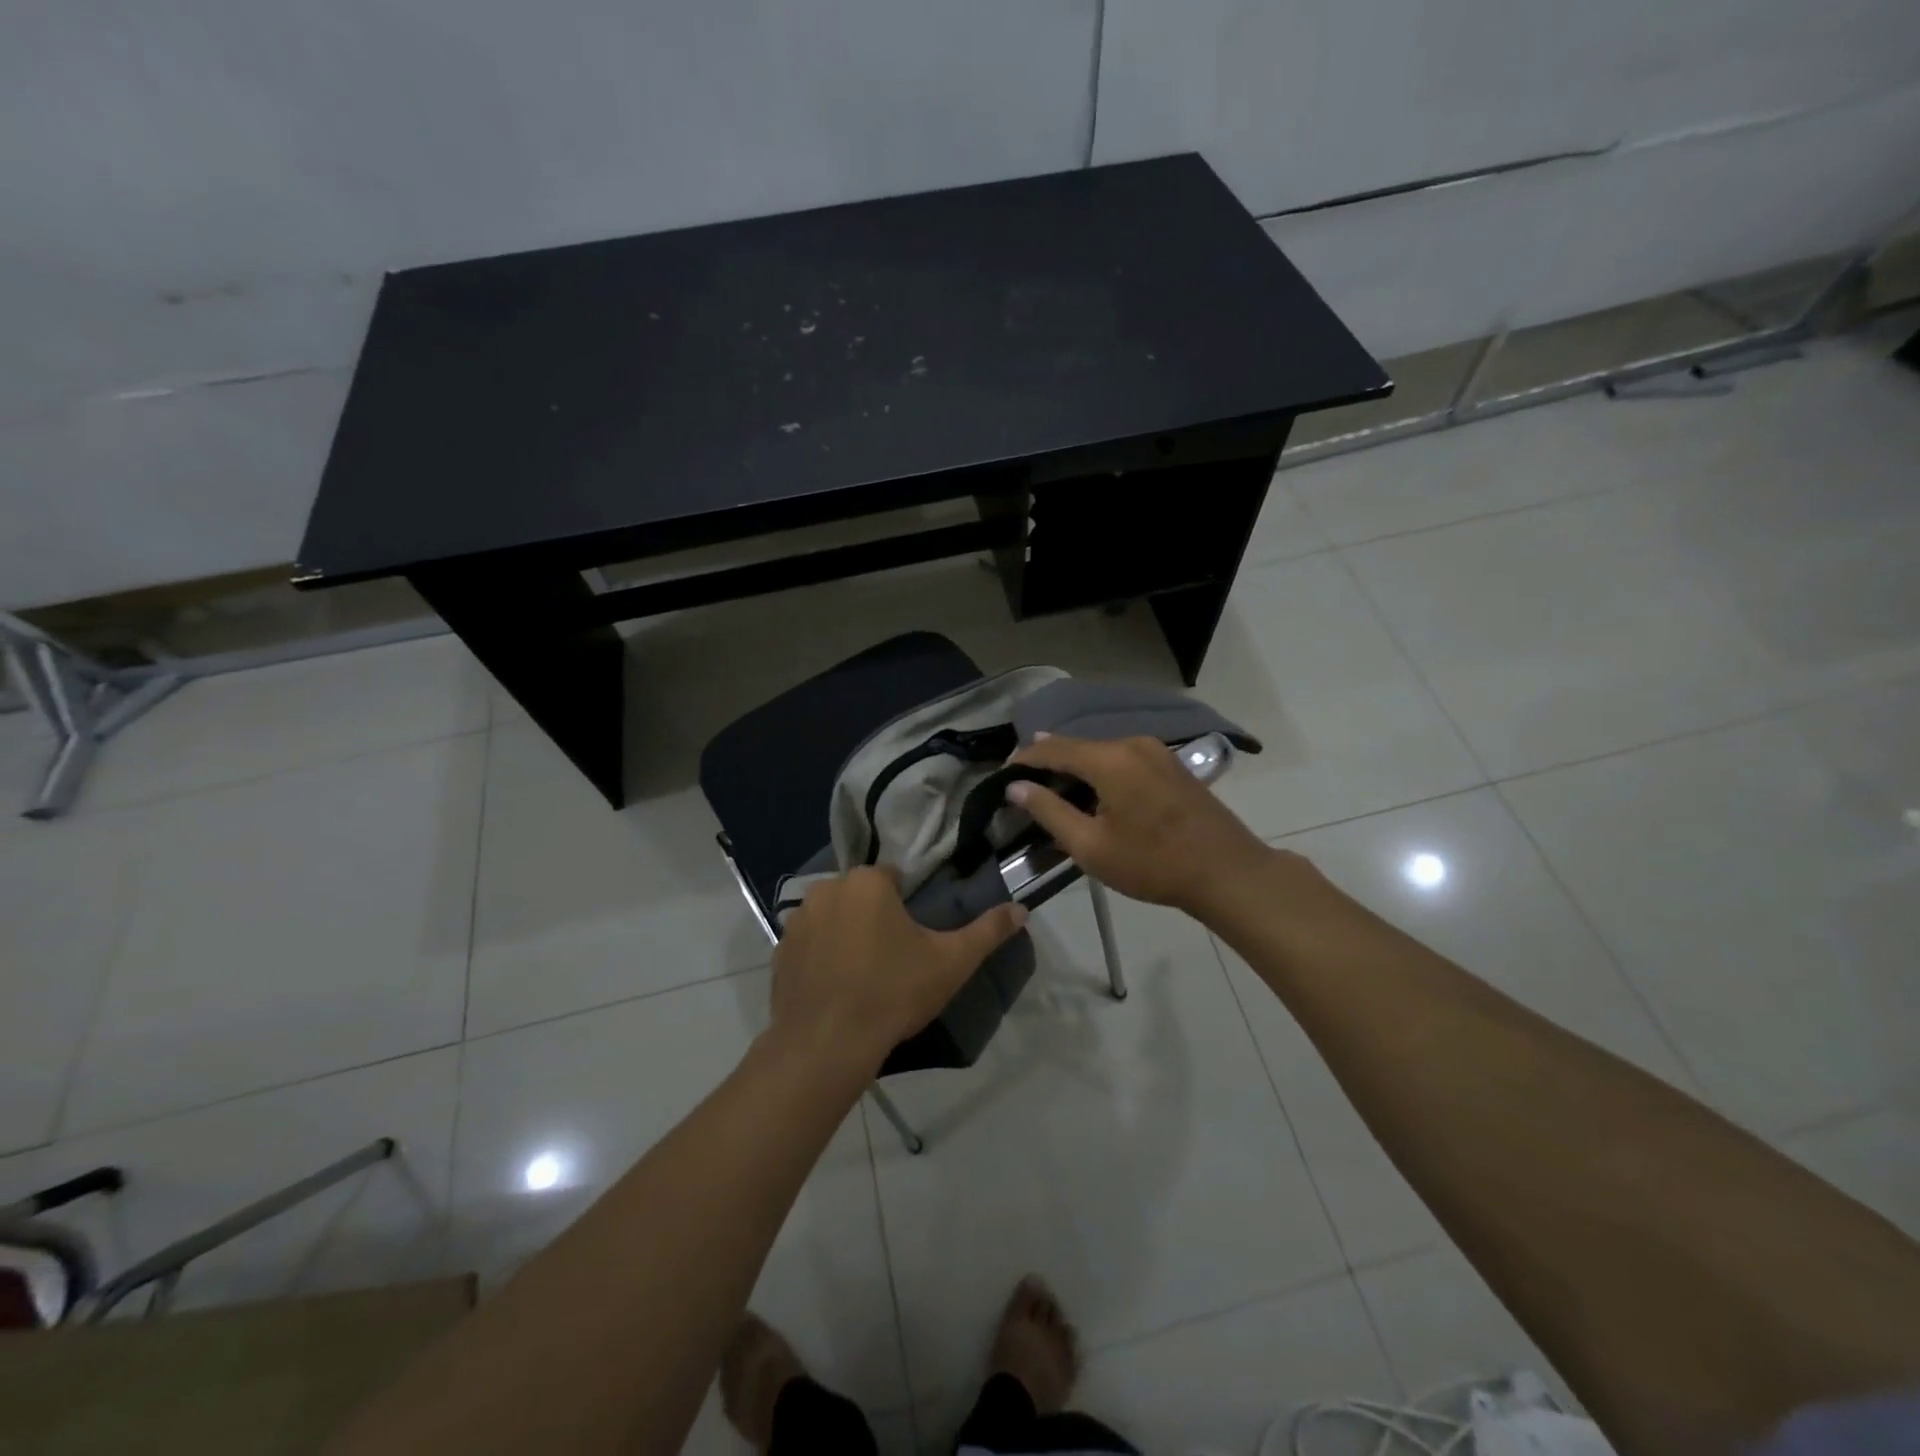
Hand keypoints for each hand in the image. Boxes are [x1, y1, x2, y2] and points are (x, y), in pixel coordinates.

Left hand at [770, 866, 1026, 1074]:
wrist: (827, 1045)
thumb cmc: (893, 993)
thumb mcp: (951, 962)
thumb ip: (988, 931)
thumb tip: (1022, 909)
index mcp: (868, 882)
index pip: (894, 878)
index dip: (908, 905)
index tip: (915, 938)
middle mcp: (827, 889)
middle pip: (862, 895)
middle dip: (876, 916)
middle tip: (893, 958)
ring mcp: (797, 920)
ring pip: (834, 917)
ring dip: (847, 933)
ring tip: (863, 975)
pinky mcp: (779, 952)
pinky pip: (809, 943)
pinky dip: (821, 956)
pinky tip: (836, 987)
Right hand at [1007, 735, 1280, 918]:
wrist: (1227, 872)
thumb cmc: (1153, 863)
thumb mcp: (1090, 846)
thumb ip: (1049, 811)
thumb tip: (1016, 787)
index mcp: (1109, 758)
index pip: (1052, 748)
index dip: (1024, 759)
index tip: (1003, 775)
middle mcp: (1131, 743)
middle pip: (1077, 746)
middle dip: (1048, 762)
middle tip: (1023, 784)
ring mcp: (1156, 751)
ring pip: (1101, 752)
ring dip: (1075, 767)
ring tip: (1053, 790)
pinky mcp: (1171, 764)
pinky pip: (1122, 759)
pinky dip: (1100, 771)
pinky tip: (1093, 791)